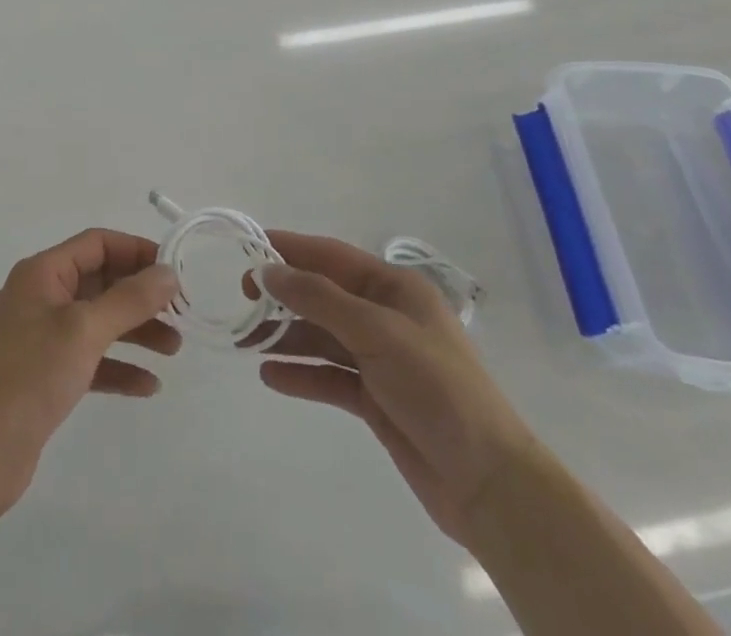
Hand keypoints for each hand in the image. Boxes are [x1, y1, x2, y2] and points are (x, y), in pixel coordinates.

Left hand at [0, 229, 180, 518]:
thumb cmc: (30, 377)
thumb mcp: (84, 330)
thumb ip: (129, 299)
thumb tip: (168, 272)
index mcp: (43, 273)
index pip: (97, 244)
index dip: (137, 251)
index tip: (175, 270)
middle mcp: (42, 296)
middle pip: (101, 281)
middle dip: (141, 296)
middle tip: (181, 313)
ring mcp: (43, 336)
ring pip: (99, 321)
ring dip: (136, 331)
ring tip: (174, 349)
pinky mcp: (46, 374)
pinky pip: (91, 358)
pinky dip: (118, 366)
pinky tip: (148, 386)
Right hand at [257, 232, 535, 544]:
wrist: (489, 483)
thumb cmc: (436, 388)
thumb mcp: (376, 332)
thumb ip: (318, 298)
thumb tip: (268, 270)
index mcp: (394, 288)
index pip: (332, 256)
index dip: (290, 249)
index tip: (248, 247)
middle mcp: (386, 316)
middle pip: (323, 295)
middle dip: (283, 296)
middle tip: (241, 300)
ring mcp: (381, 358)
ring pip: (322, 336)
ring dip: (286, 337)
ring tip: (245, 342)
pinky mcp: (376, 398)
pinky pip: (329, 376)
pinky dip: (302, 374)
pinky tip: (270, 377)